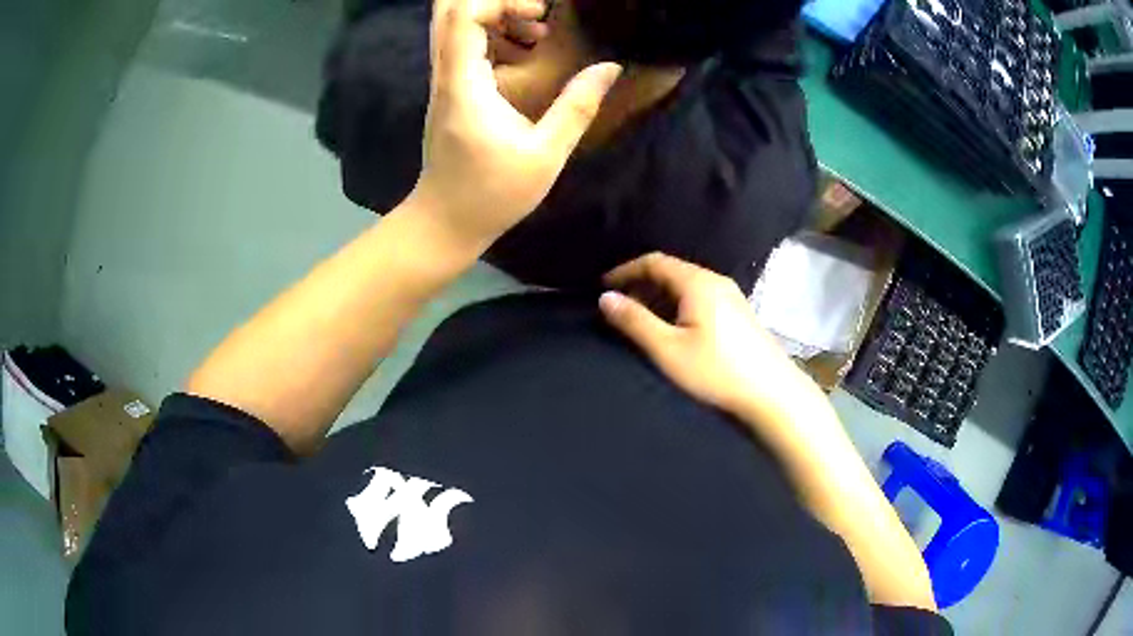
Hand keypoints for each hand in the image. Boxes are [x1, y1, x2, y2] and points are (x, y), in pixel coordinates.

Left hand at [410, 0, 620, 250]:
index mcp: (464, 85)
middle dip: (494, 2)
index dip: (501, 2)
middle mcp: (445, 76)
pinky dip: (490, 36)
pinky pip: (459, 45)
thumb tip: (610, 67)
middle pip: (447, 12)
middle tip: (536, 14)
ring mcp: (442, 83)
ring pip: (451, 26)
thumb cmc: (492, 195)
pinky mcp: (446, 92)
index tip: (541, 15)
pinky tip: (524, 54)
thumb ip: (577, 107)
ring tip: (537, 34)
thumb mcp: (546, 154)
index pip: (463, 17)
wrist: (444, 222)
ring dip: (494, 17)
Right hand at [599, 253, 819, 418]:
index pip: (654, 261)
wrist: (772, 394)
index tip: (603, 287)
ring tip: (642, 321)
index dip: (625, 271)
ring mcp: (731, 296)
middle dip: (642, 284)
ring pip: (686, 285)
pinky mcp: (739, 314)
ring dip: (660, 297)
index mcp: (697, 282)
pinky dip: (678, 305)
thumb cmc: (716, 371)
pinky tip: (674, 329)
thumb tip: (605, 297)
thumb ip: (635, 321)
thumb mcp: (668, 349)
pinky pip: (700, 297)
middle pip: (672, 271)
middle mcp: (716, 281)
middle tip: (620, 308)